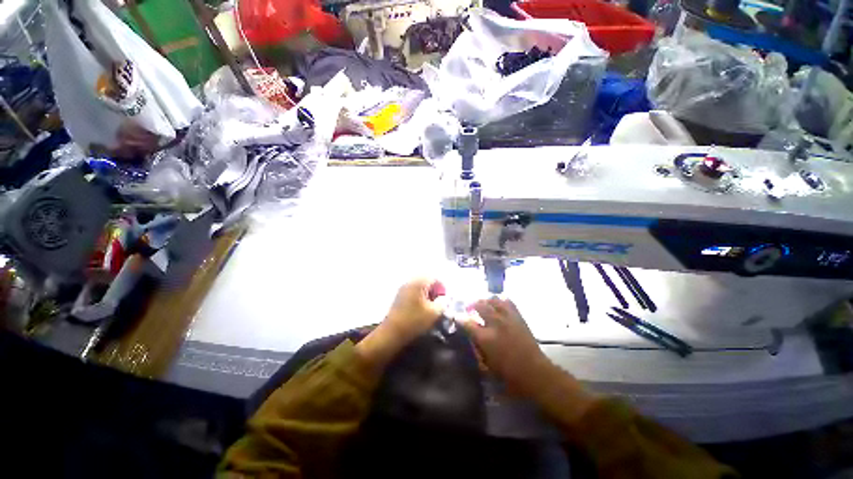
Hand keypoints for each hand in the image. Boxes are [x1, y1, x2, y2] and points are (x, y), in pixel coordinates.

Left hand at [355, 278, 444, 377]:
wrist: (392, 333)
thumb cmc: (414, 321)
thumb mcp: (434, 313)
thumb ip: (443, 302)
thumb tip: (445, 298)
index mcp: (419, 283)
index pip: (434, 278)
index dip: (442, 287)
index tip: (444, 300)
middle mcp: (410, 282)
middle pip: (426, 280)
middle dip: (434, 290)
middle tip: (438, 302)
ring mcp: (403, 288)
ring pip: (419, 286)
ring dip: (427, 293)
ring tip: (430, 307)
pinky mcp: (399, 296)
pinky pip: (412, 291)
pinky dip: (419, 297)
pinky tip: (420, 308)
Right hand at [459, 298, 551, 395]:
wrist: (534, 372)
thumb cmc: (508, 374)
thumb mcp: (486, 366)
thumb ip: (477, 349)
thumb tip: (472, 338)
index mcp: (485, 338)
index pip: (467, 323)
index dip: (460, 318)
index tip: (456, 316)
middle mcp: (495, 323)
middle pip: (480, 305)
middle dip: (472, 304)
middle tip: (469, 307)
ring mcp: (507, 318)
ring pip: (493, 300)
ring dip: (486, 300)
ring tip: (483, 303)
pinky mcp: (518, 317)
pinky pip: (508, 302)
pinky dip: (501, 301)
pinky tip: (498, 304)